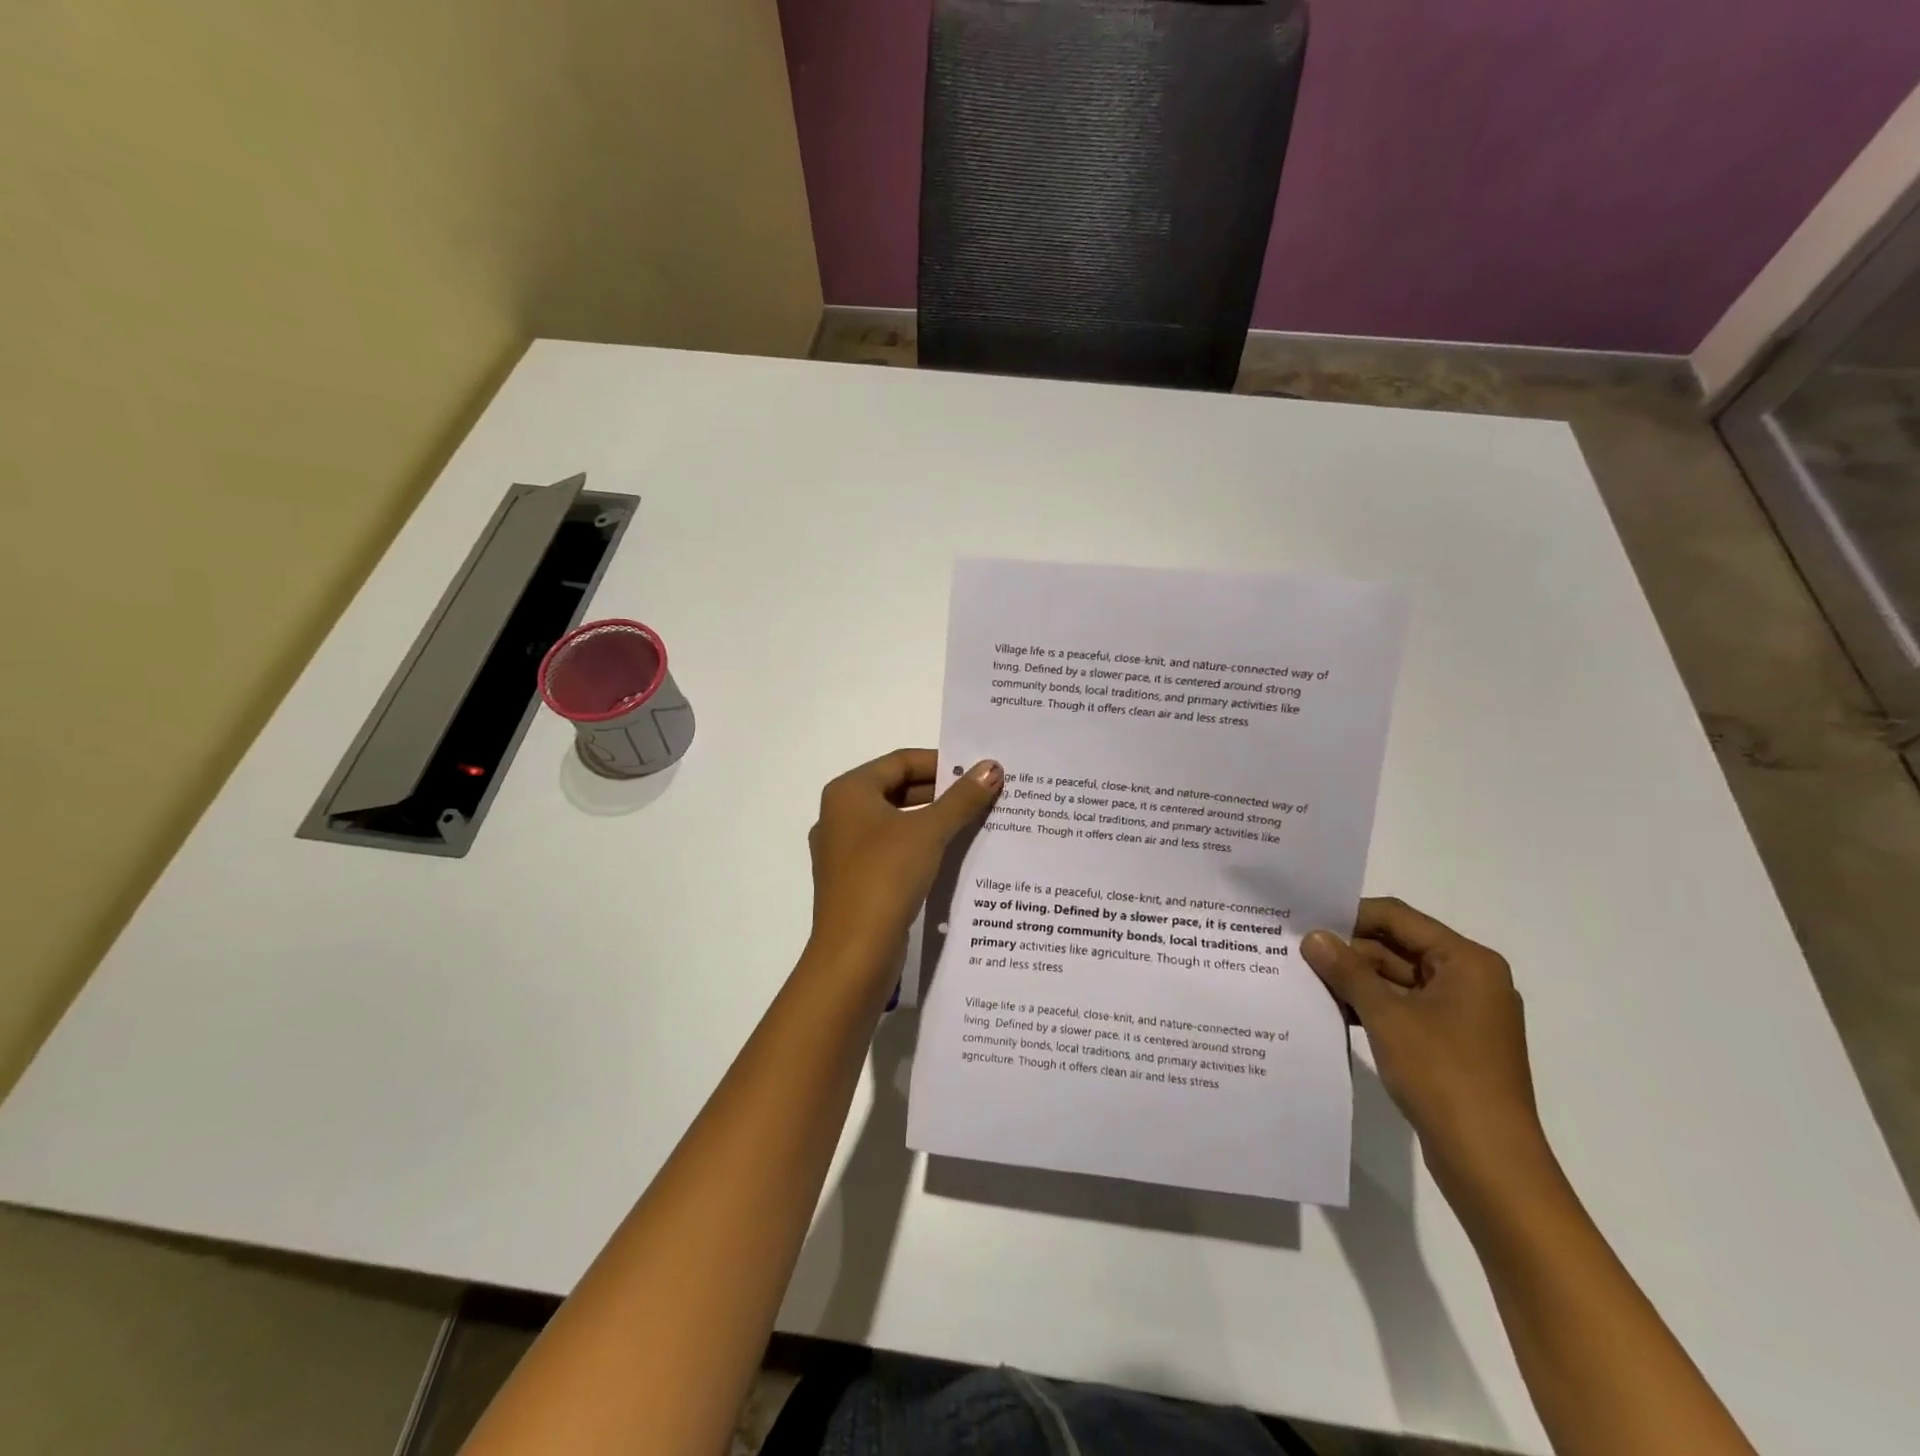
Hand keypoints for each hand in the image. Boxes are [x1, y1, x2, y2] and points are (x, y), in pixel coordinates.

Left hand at [806, 749, 1002, 978]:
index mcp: (849, 792)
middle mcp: (841, 816)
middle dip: (942, 793)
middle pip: (898, 790)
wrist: (854, 953)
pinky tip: (953, 857)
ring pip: (897, 824)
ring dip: (935, 821)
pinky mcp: (856, 882)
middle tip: (984, 796)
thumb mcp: (929, 832)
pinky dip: (922, 848)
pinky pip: (893, 852)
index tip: (978, 770)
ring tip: (978, 823)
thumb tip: (992, 767)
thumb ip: (962, 798)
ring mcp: (846, 852)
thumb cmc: (886, 876)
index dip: (942, 762)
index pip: (901, 761)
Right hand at [1303, 898, 1546, 1187]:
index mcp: (1467, 962)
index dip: (1350, 916)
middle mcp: (1470, 980)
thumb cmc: (1443, 1075)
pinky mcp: (1451, 1043)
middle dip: (1349, 951)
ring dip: (1355, 981)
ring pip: (1397, 980)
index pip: (1398, 918)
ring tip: (1305, 979)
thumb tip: (1312, 937)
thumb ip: (1347, 971)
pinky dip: (1371, 1007)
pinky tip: (1332, 1011)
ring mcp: (1462, 1014)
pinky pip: (1404, 1009)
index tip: (1304, 920)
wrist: (1490, 1163)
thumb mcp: (1386, 1015)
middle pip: (1398, 947)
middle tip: (1296, 952)